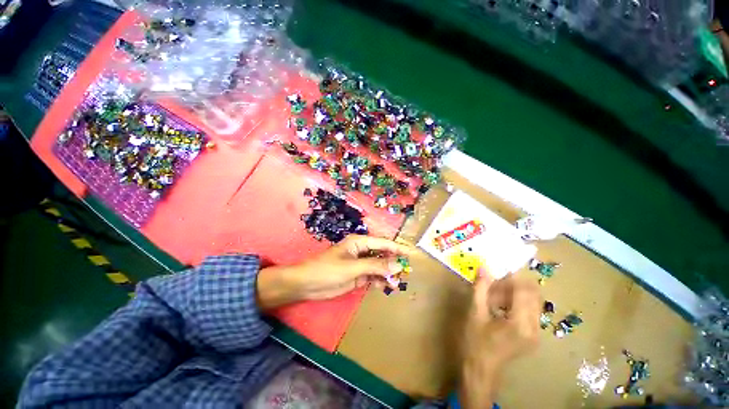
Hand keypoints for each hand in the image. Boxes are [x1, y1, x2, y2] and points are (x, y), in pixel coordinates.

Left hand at [256, 235, 414, 310]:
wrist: (306, 284)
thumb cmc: (328, 270)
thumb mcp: (353, 267)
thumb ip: (375, 266)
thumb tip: (397, 265)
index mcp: (359, 243)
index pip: (383, 243)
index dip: (397, 248)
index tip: (411, 254)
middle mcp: (361, 251)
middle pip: (382, 255)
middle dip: (393, 263)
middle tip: (406, 272)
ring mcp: (359, 264)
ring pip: (378, 267)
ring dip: (387, 274)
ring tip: (396, 283)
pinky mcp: (357, 276)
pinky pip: (372, 277)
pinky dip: (379, 281)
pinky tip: (384, 287)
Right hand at [459, 273, 540, 407]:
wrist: (481, 369)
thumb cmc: (475, 342)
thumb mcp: (475, 313)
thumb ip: (480, 288)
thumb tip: (484, 267)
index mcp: (520, 324)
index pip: (524, 291)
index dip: (511, 277)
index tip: (495, 270)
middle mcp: (534, 328)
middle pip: (533, 294)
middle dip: (513, 284)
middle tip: (492, 284)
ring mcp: (536, 333)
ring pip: (532, 301)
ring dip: (514, 293)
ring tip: (493, 295)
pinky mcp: (533, 335)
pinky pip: (529, 310)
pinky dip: (516, 302)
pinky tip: (499, 306)